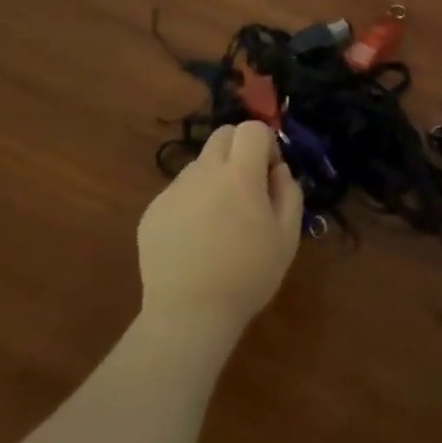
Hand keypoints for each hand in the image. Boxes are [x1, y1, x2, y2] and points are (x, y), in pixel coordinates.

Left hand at [137, 121, 302, 336]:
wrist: (190, 313)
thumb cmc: (248, 275)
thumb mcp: (287, 237)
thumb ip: (289, 193)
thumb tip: (278, 171)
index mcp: (240, 174)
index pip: (251, 129)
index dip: (266, 144)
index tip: (270, 173)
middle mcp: (203, 172)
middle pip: (222, 135)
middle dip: (239, 150)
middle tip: (248, 188)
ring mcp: (173, 191)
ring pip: (199, 165)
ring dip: (215, 178)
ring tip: (220, 221)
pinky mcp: (152, 212)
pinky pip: (178, 193)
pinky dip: (192, 203)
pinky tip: (196, 240)